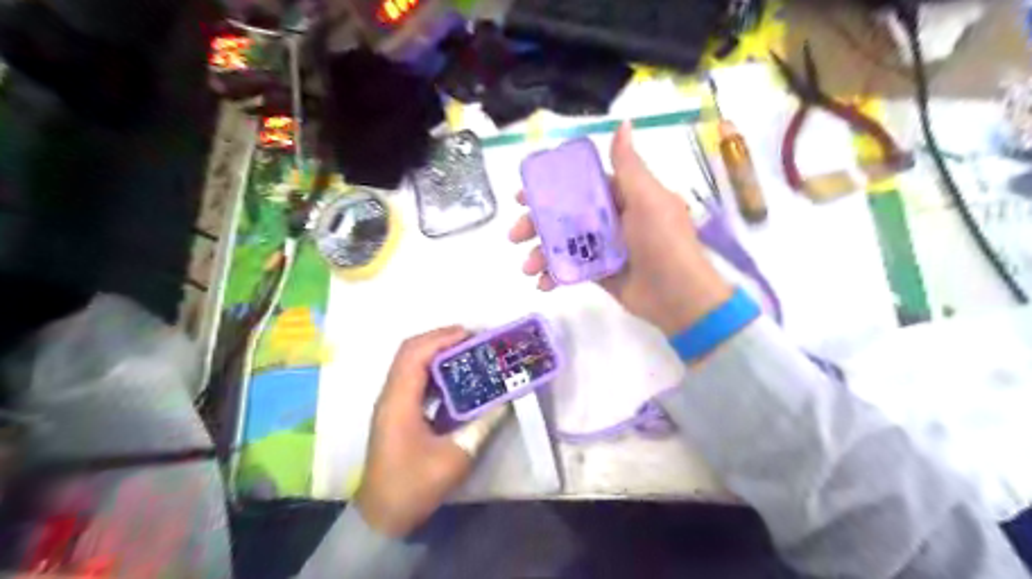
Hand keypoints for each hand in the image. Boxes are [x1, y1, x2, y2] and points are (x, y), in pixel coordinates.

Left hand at [358, 326, 473, 537]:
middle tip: (474, 340)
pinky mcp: (398, 411)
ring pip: (412, 362)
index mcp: (399, 402)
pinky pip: (415, 378)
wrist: (382, 515)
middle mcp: (391, 395)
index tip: (472, 335)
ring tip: (469, 352)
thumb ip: (481, 426)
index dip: (442, 338)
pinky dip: (435, 369)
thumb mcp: (455, 458)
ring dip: (439, 352)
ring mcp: (392, 402)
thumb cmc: (413, 486)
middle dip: (442, 339)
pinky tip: (457, 377)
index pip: (415, 354)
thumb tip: (505, 401)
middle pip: (411, 351)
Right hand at [509, 121, 733, 338]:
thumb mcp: (647, 198)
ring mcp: (604, 248)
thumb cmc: (663, 241)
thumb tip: (623, 123)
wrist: (679, 296)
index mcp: (622, 197)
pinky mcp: (601, 273)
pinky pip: (572, 269)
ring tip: (526, 267)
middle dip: (537, 224)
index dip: (549, 188)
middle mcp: (611, 219)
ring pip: (565, 244)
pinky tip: (542, 284)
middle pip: (565, 215)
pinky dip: (555, 275)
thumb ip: (628, 167)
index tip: (522, 196)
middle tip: (515, 234)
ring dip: (541, 253)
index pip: (578, 186)